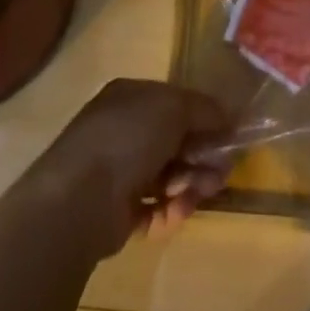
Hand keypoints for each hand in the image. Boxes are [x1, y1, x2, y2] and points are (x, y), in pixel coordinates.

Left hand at [18, 79, 232, 260]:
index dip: (204, 119)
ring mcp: (118, 172)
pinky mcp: (118, 212)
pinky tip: (178, 210)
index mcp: (131, 98)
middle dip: (203, 156)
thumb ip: (204, 110)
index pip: (175, 104)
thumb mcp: (174, 107)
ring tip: (203, 192)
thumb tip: (227, 118)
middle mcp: (123, 131)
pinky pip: (155, 208)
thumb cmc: (128, 138)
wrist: (80, 197)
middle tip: (222, 172)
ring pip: (169, 176)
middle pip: (175, 142)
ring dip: (192, 183)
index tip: (229, 136)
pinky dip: (171, 209)